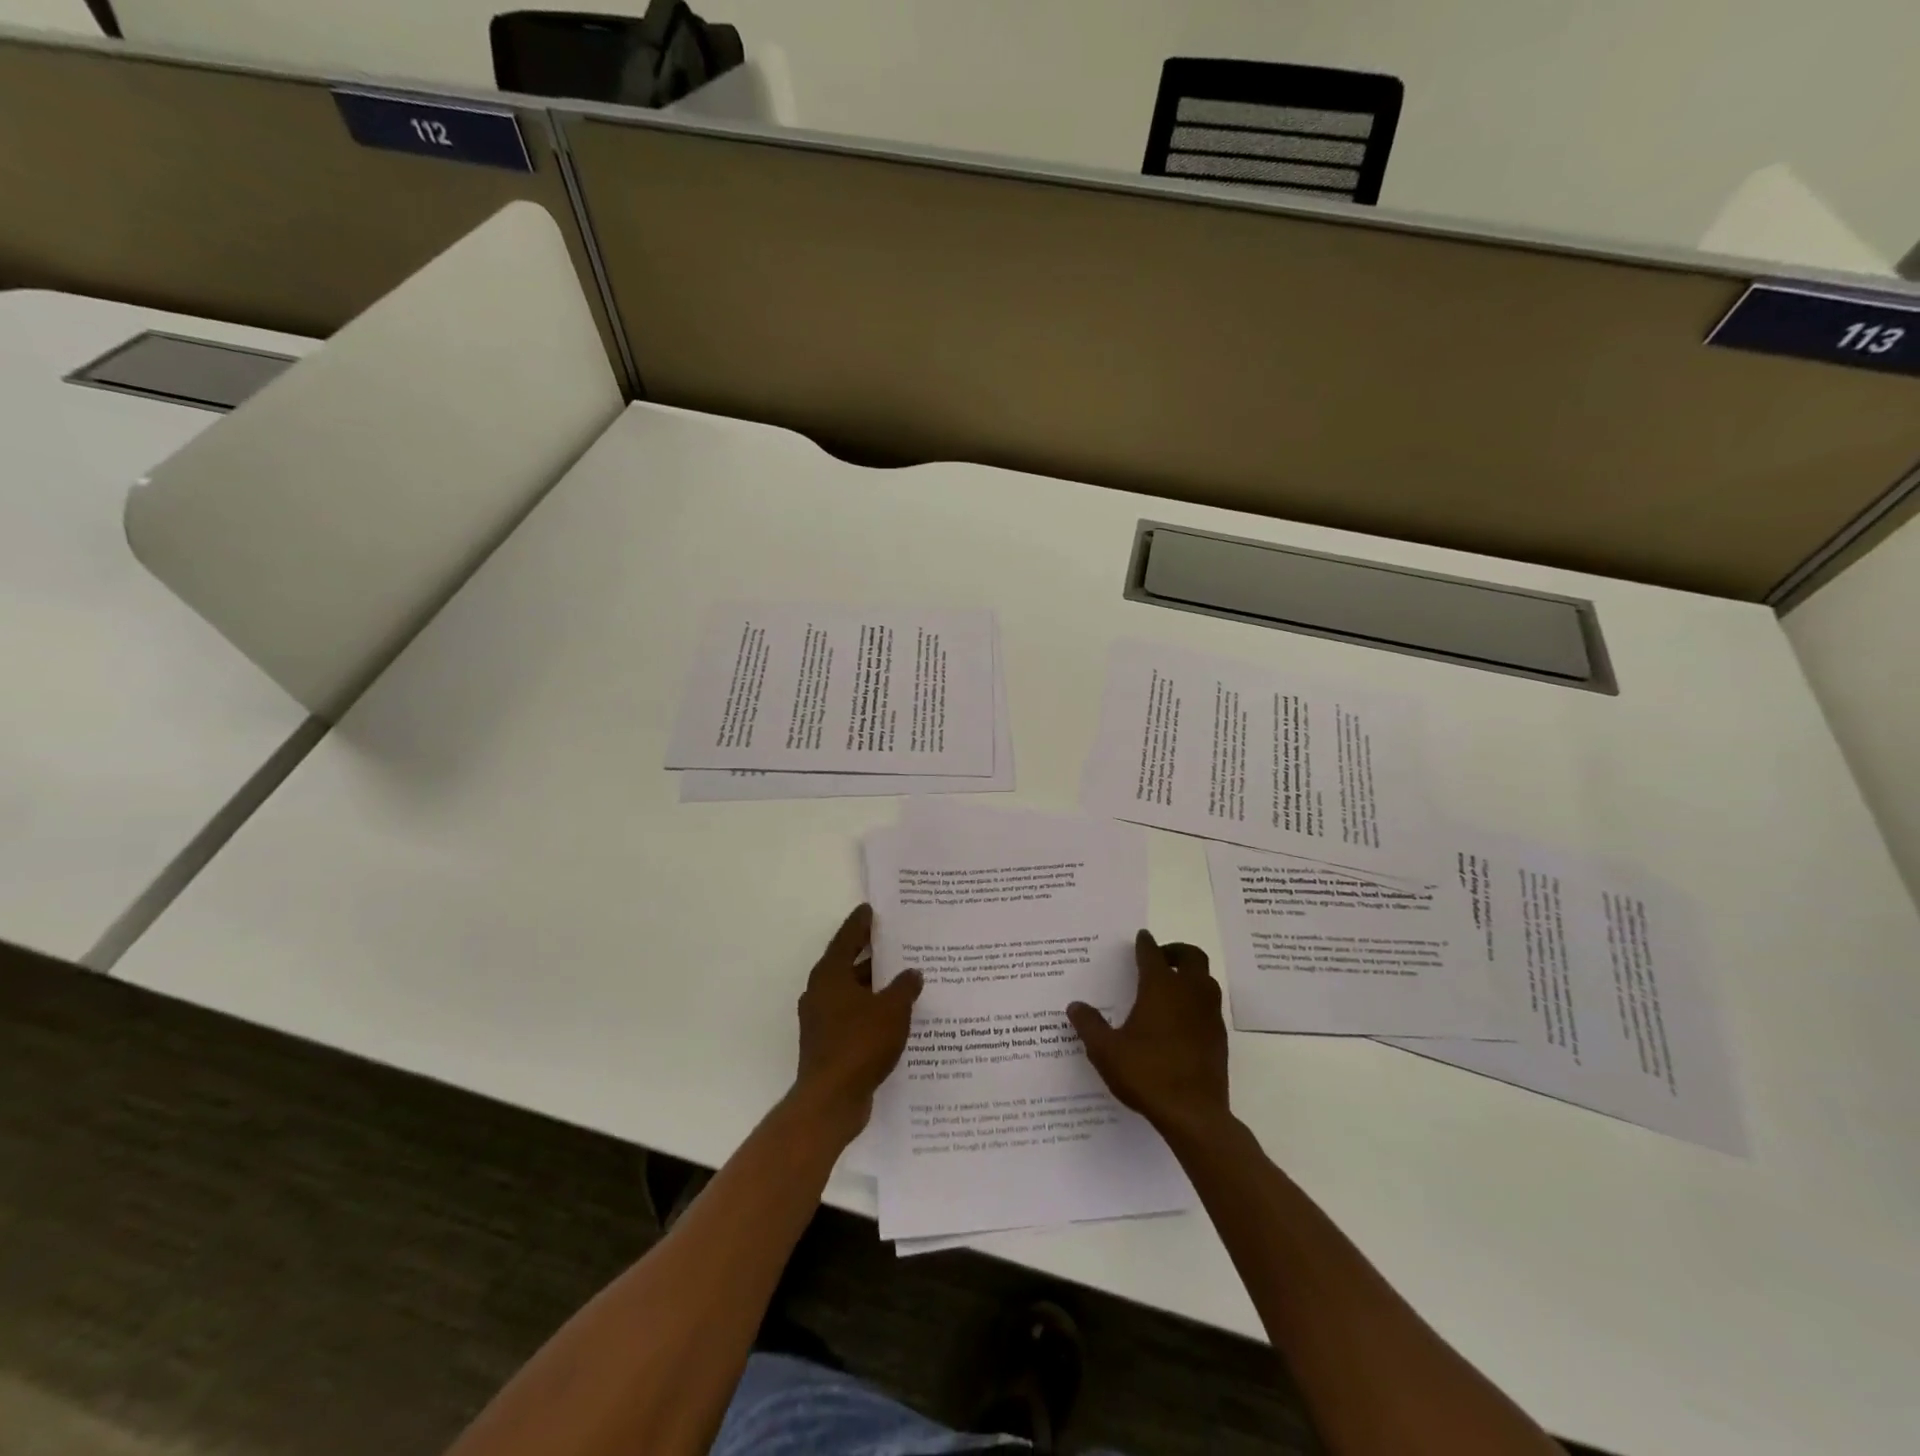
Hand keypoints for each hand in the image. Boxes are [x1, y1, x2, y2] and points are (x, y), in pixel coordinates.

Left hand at [793, 904, 921, 1136]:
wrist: (831, 1100)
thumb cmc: (860, 1044)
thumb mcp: (892, 1010)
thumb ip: (904, 987)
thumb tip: (912, 973)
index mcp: (830, 975)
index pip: (847, 938)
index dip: (861, 923)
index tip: (872, 909)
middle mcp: (821, 992)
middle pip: (848, 963)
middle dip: (872, 954)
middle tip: (897, 941)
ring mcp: (821, 1019)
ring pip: (851, 991)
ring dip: (873, 985)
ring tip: (903, 978)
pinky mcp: (828, 1043)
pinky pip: (853, 1015)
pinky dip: (871, 1009)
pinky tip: (894, 1014)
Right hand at [1068, 931, 1229, 1140]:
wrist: (1194, 1115)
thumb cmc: (1147, 1074)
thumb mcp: (1106, 1051)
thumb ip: (1089, 1025)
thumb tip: (1075, 1006)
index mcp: (1160, 988)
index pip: (1152, 954)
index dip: (1145, 943)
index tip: (1141, 936)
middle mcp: (1189, 992)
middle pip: (1192, 956)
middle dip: (1176, 951)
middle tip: (1160, 958)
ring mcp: (1209, 1014)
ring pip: (1206, 980)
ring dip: (1190, 975)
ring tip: (1170, 987)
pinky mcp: (1219, 1037)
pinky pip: (1210, 1005)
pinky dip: (1196, 1001)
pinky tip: (1180, 1020)